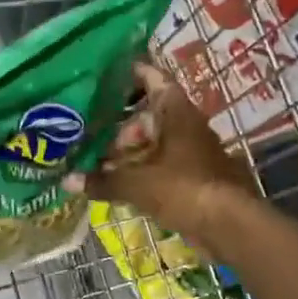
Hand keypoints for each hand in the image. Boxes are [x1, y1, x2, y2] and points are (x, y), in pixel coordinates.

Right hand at [64, 62, 257, 249]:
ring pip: (154, 143)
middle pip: (148, 116)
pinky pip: (162, 165)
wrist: (230, 225)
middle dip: (119, 129)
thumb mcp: (136, 183)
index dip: (130, 73)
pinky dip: (142, 171)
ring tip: (98, 165)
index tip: (105, 74)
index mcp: (175, 111)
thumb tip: (67, 180)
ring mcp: (192, 151)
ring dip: (129, 154)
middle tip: (90, 138)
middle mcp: (185, 125)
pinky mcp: (195, 176)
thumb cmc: (183, 188)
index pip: (151, 78)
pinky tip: (119, 184)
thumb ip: (102, 180)